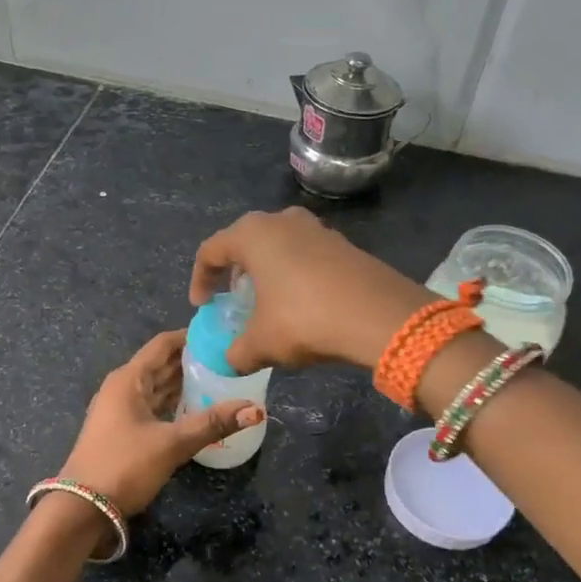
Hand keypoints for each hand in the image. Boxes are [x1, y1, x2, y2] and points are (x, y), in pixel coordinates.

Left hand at [59, 330, 264, 515]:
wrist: (83, 509)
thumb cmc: (124, 466)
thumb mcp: (172, 443)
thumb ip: (213, 423)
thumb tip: (256, 409)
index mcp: (128, 379)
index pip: (163, 344)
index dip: (190, 336)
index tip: (221, 334)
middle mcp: (122, 388)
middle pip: (161, 364)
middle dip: (192, 360)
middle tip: (229, 358)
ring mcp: (120, 410)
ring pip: (157, 387)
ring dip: (184, 383)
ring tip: (221, 380)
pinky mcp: (123, 431)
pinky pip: (153, 407)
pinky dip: (174, 404)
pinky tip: (197, 409)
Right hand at [189, 208, 432, 372]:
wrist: (380, 316)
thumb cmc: (305, 319)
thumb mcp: (262, 343)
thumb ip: (237, 352)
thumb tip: (231, 360)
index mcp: (253, 234)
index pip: (211, 251)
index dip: (200, 280)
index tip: (203, 307)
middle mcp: (282, 221)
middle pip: (245, 242)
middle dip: (235, 273)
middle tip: (233, 300)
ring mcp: (317, 228)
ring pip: (278, 246)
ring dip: (267, 272)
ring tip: (268, 303)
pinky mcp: (343, 244)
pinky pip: (305, 255)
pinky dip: (295, 275)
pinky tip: (302, 304)